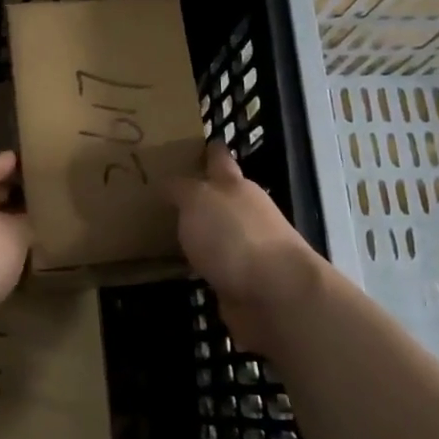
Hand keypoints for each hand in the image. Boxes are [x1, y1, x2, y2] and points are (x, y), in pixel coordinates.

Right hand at [167, 143, 320, 327]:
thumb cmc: (234, 235)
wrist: (274, 294)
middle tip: (165, 191)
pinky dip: (201, 264)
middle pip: (220, 196)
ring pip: (217, 232)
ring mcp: (246, 248)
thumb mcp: (197, 200)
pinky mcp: (242, 281)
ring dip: (199, 231)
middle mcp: (245, 213)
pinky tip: (180, 267)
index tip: (197, 144)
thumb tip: (167, 183)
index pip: (219, 159)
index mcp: (235, 186)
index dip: (209, 150)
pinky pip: (215, 266)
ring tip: (164, 230)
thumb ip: (180, 189)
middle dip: (199, 192)